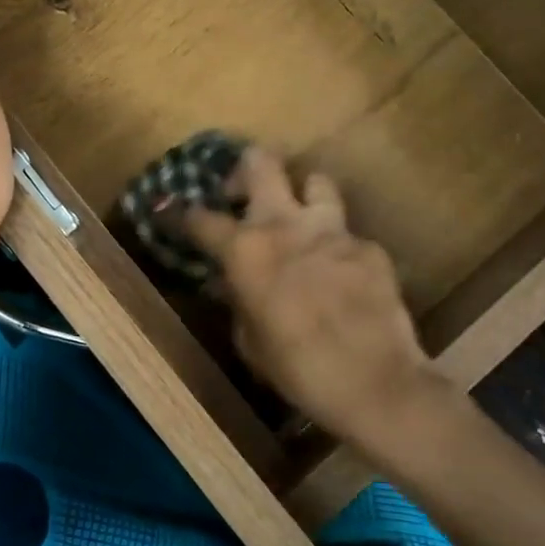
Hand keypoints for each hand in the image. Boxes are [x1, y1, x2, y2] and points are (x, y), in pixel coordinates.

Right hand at [182, 149, 436, 446]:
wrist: (374, 383)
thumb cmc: (297, 369)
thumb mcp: (250, 341)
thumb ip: (238, 300)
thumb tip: (232, 282)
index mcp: (246, 250)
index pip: (201, 218)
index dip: (181, 214)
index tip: (171, 211)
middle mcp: (286, 225)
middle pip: (261, 162)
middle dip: (246, 169)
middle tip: (243, 193)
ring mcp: (333, 230)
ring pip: (316, 181)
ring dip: (303, 196)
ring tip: (302, 221)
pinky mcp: (369, 247)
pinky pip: (348, 235)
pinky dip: (338, 248)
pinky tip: (343, 277)